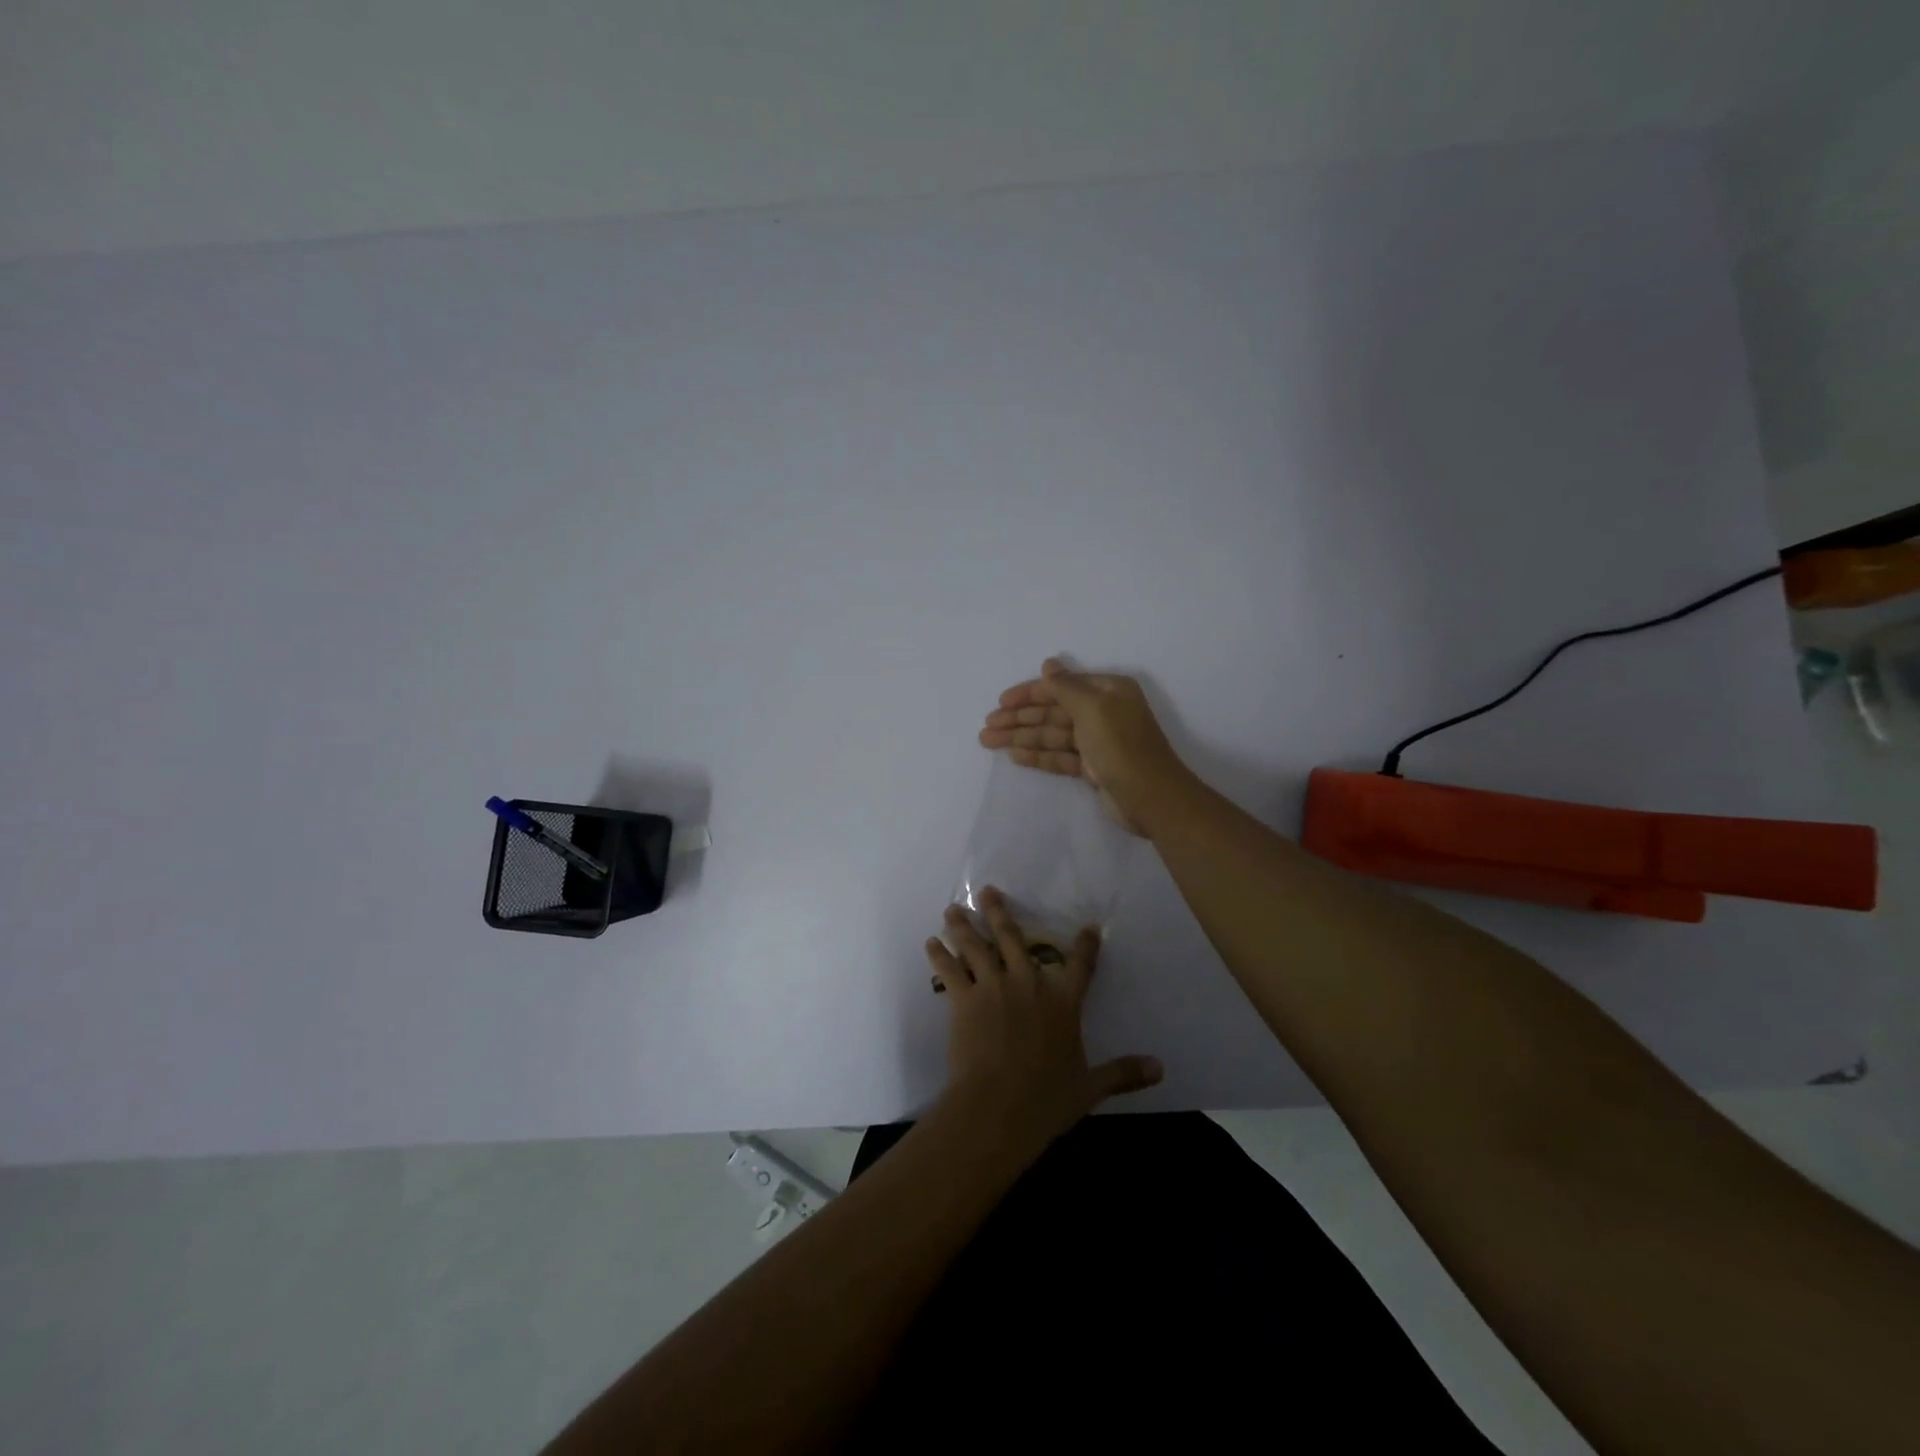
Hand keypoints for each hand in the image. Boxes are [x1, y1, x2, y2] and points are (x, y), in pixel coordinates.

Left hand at [925, 888, 1161, 1147]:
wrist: (999, 1106)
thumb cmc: (1047, 1098)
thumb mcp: (1091, 1086)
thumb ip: (1123, 1072)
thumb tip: (1160, 1069)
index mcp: (1063, 1000)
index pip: (1080, 964)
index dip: (1086, 944)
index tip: (1088, 928)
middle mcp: (1028, 982)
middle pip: (1012, 937)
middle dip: (999, 911)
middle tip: (987, 891)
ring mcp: (993, 986)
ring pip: (976, 945)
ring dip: (963, 925)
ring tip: (952, 909)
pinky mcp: (964, 999)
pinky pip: (950, 970)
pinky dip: (940, 955)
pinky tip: (932, 943)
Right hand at [978, 657, 1190, 835]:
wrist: (1151, 798)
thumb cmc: (1121, 745)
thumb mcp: (1093, 707)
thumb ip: (1066, 686)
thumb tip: (1048, 664)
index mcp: (1108, 691)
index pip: (1060, 687)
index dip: (1029, 693)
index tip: (1000, 702)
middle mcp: (1103, 712)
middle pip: (1053, 711)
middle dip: (1020, 718)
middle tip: (987, 727)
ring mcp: (1097, 742)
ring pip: (1052, 735)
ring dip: (1022, 737)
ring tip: (988, 742)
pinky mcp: (1092, 768)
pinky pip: (1059, 756)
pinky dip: (1038, 756)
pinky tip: (1015, 756)